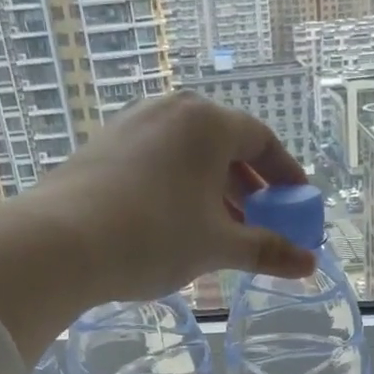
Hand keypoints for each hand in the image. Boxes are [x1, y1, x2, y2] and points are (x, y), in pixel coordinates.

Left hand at [20, 91, 316, 301]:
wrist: (62, 242)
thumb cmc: (154, 236)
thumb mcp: (218, 246)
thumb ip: (267, 251)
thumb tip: (311, 263)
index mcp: (206, 123)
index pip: (261, 139)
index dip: (285, 173)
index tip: (296, 203)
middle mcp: (170, 110)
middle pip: (224, 144)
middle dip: (249, 185)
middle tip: (260, 220)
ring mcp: (131, 124)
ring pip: (188, 154)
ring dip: (214, 189)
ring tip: (220, 228)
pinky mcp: (103, 146)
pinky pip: (158, 161)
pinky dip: (180, 187)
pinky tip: (175, 223)